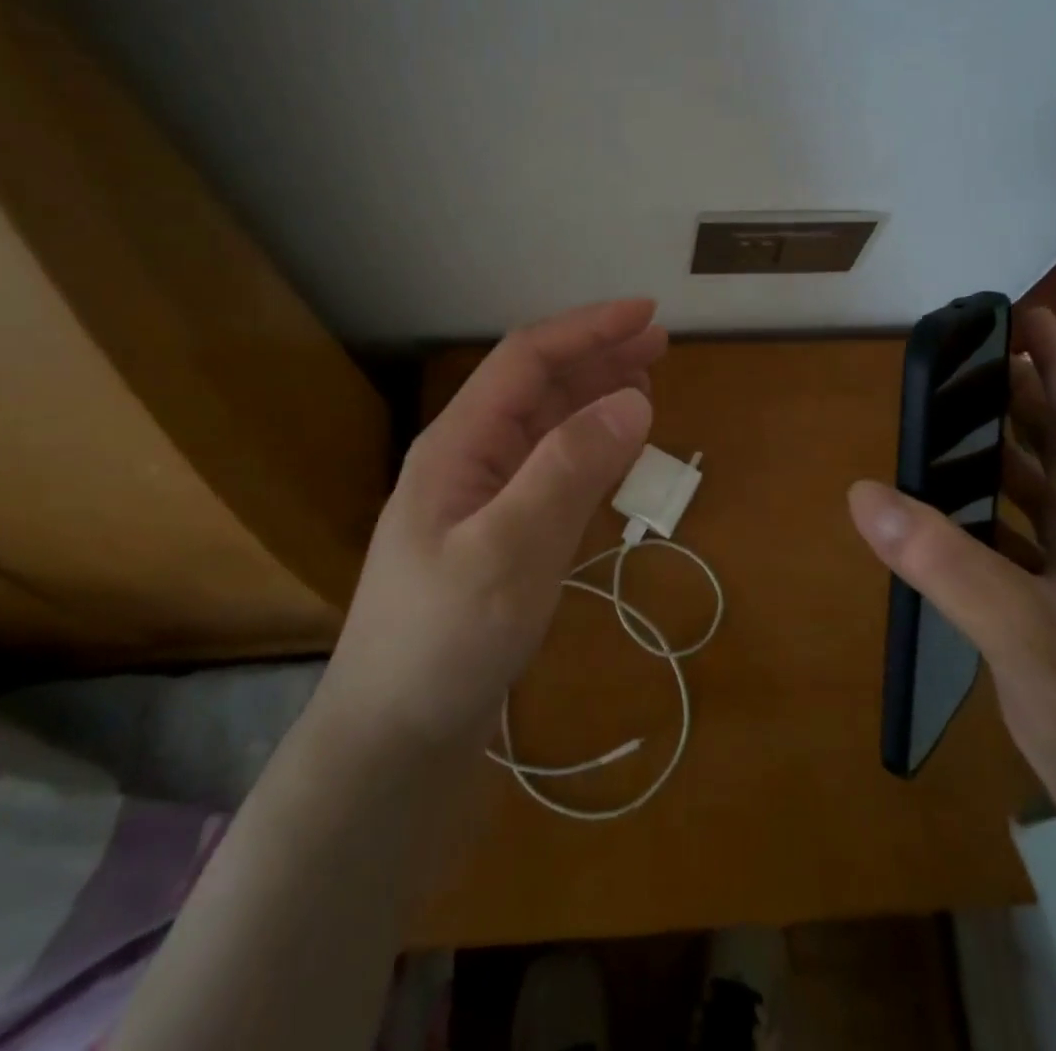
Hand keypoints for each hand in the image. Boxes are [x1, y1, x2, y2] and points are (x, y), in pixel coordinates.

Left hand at [317, 299, 664, 755]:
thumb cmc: (444, 642)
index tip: (647, 314)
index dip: (587, 330)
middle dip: (597, 356)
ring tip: (646, 382)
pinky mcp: (501, 536)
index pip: (527, 361)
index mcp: (459, 444)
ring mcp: (484, 499)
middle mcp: (469, 459)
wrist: (396, 740)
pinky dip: (590, 449)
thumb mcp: (510, 550)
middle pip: (538, 387)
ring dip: (595, 397)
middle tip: (660, 343)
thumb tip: (634, 397)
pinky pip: (552, 471)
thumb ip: (569, 469)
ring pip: (547, 427)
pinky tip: (614, 450)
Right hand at [848, 307, 1055, 812]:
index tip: (1029, 317)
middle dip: (1029, 399)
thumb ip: (943, 561)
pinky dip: (994, 512)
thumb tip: (864, 493)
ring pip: (1050, 493)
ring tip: (956, 422)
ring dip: (1009, 454)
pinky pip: (1029, 537)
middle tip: (976, 363)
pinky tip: (954, 510)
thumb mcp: (1023, 632)